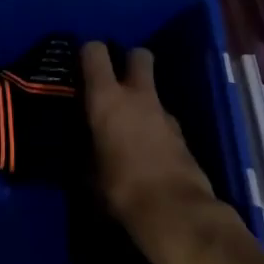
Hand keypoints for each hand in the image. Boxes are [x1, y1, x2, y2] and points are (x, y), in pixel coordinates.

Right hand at [81, 41, 237, 262]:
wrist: (175, 212)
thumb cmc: (120, 189)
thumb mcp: (89, 172)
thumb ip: (87, 148)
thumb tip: (84, 145)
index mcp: (107, 98)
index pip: (95, 52)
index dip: (88, 53)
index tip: (81, 66)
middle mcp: (137, 96)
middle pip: (138, 56)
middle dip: (128, 61)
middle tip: (115, 82)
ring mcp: (164, 113)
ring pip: (152, 90)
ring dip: (142, 99)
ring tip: (128, 126)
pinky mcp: (182, 133)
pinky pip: (163, 119)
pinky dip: (154, 126)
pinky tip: (146, 150)